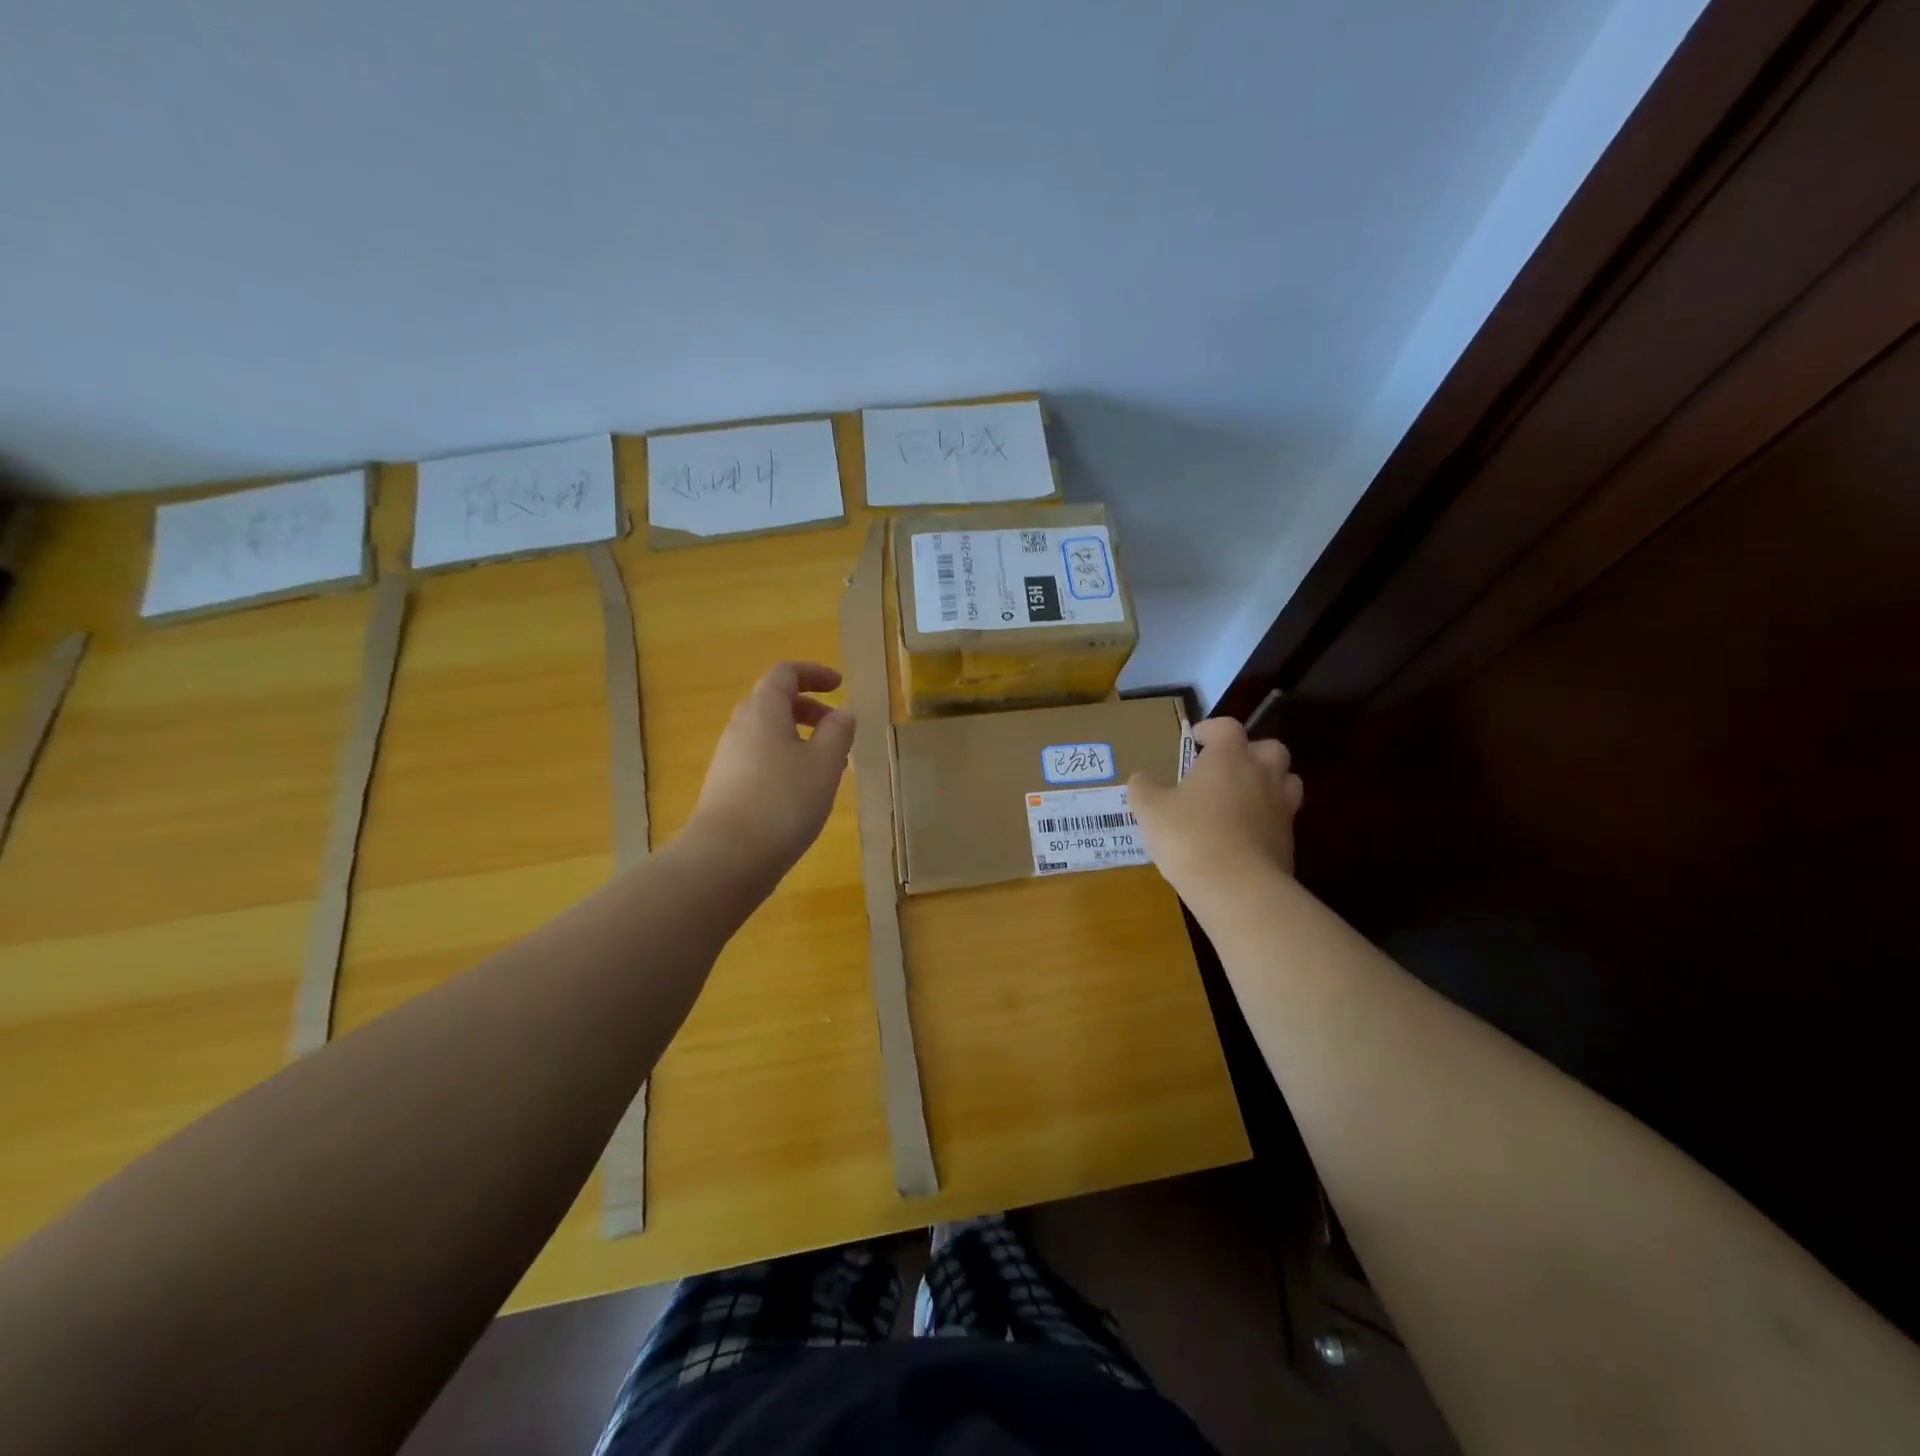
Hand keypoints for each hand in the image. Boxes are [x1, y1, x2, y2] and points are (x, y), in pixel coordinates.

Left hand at [684, 661, 855, 883]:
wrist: (727, 858)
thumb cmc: (783, 801)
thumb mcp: (825, 763)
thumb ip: (838, 732)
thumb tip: (843, 712)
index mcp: (763, 710)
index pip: (785, 673)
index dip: (814, 673)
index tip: (840, 686)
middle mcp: (740, 726)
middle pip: (774, 702)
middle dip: (809, 709)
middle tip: (838, 730)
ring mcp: (728, 758)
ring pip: (768, 733)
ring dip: (800, 739)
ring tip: (828, 767)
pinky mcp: (726, 787)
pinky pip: (760, 758)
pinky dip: (786, 761)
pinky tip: (803, 792)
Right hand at [1129, 718, 1302, 902]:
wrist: (1238, 888)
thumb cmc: (1189, 837)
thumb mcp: (1150, 811)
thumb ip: (1143, 788)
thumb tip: (1141, 779)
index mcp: (1229, 758)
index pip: (1228, 726)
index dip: (1212, 729)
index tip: (1196, 740)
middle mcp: (1261, 774)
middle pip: (1270, 748)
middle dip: (1250, 752)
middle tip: (1225, 768)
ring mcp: (1281, 807)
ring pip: (1287, 781)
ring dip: (1268, 782)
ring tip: (1241, 798)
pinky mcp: (1289, 840)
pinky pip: (1282, 818)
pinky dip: (1267, 819)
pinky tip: (1243, 835)